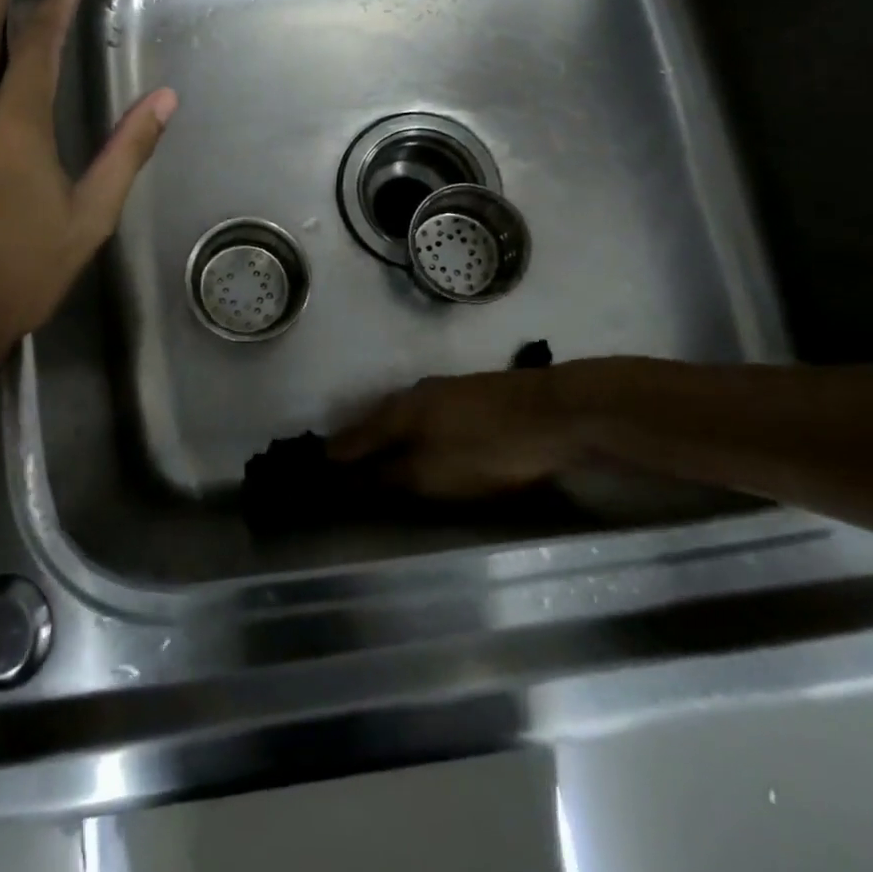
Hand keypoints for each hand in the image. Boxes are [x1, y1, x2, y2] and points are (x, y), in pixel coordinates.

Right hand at [328, 359, 663, 498]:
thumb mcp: (431, 474)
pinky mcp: (470, 396)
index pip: (350, 439)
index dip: (332, 460)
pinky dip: (412, 435)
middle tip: (340, 474)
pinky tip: (421, 446)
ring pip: (400, 419)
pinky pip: (424, 418)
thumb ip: (386, 477)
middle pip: (373, 425)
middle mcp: (412, 395)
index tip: (313, 479)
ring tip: (377, 463)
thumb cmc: (487, 449)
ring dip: (385, 440)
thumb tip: (342, 479)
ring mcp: (444, 392)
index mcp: (396, 412)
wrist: (558, 413)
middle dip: (356, 447)